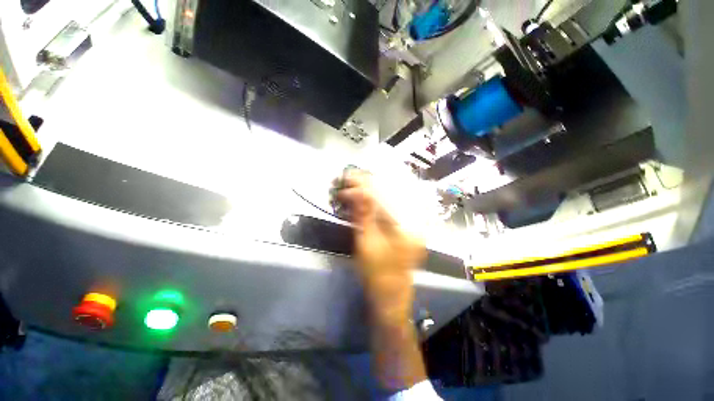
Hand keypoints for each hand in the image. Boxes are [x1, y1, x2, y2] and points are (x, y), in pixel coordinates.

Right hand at [337, 170, 427, 389]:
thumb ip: (363, 215)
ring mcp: (413, 224)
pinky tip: (368, 196)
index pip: (385, 197)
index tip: (349, 177)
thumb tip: (356, 191)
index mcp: (407, 226)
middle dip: (369, 184)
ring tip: (358, 184)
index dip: (365, 185)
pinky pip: (393, 207)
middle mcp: (414, 221)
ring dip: (374, 190)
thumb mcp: (366, 243)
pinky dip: (379, 200)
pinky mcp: (406, 227)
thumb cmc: (377, 273)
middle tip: (352, 178)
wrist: (390, 296)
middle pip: (392, 194)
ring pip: (392, 198)